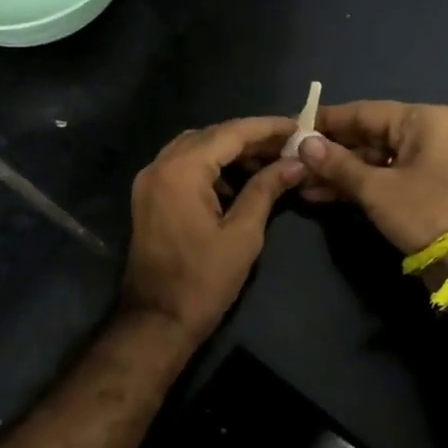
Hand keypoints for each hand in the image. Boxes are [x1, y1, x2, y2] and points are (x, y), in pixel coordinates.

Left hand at [121, 116, 305, 346]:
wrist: (156, 321)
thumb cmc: (203, 280)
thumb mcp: (243, 234)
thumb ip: (266, 190)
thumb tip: (295, 163)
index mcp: (181, 170)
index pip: (230, 133)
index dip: (266, 128)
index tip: (297, 126)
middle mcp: (160, 165)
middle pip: (211, 136)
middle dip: (250, 138)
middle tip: (288, 146)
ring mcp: (149, 180)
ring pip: (196, 149)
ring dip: (230, 152)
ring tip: (269, 162)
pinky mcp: (149, 196)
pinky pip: (183, 167)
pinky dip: (211, 167)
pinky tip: (239, 182)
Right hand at [297, 101, 447, 255]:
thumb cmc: (429, 212)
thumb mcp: (377, 189)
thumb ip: (338, 165)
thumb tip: (304, 144)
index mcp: (421, 121)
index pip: (363, 112)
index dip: (326, 121)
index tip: (291, 126)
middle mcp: (423, 135)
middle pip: (366, 136)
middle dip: (328, 151)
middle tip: (289, 158)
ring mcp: (421, 165)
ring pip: (369, 161)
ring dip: (336, 172)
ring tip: (298, 181)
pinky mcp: (418, 192)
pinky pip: (378, 180)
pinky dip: (352, 187)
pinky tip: (319, 195)